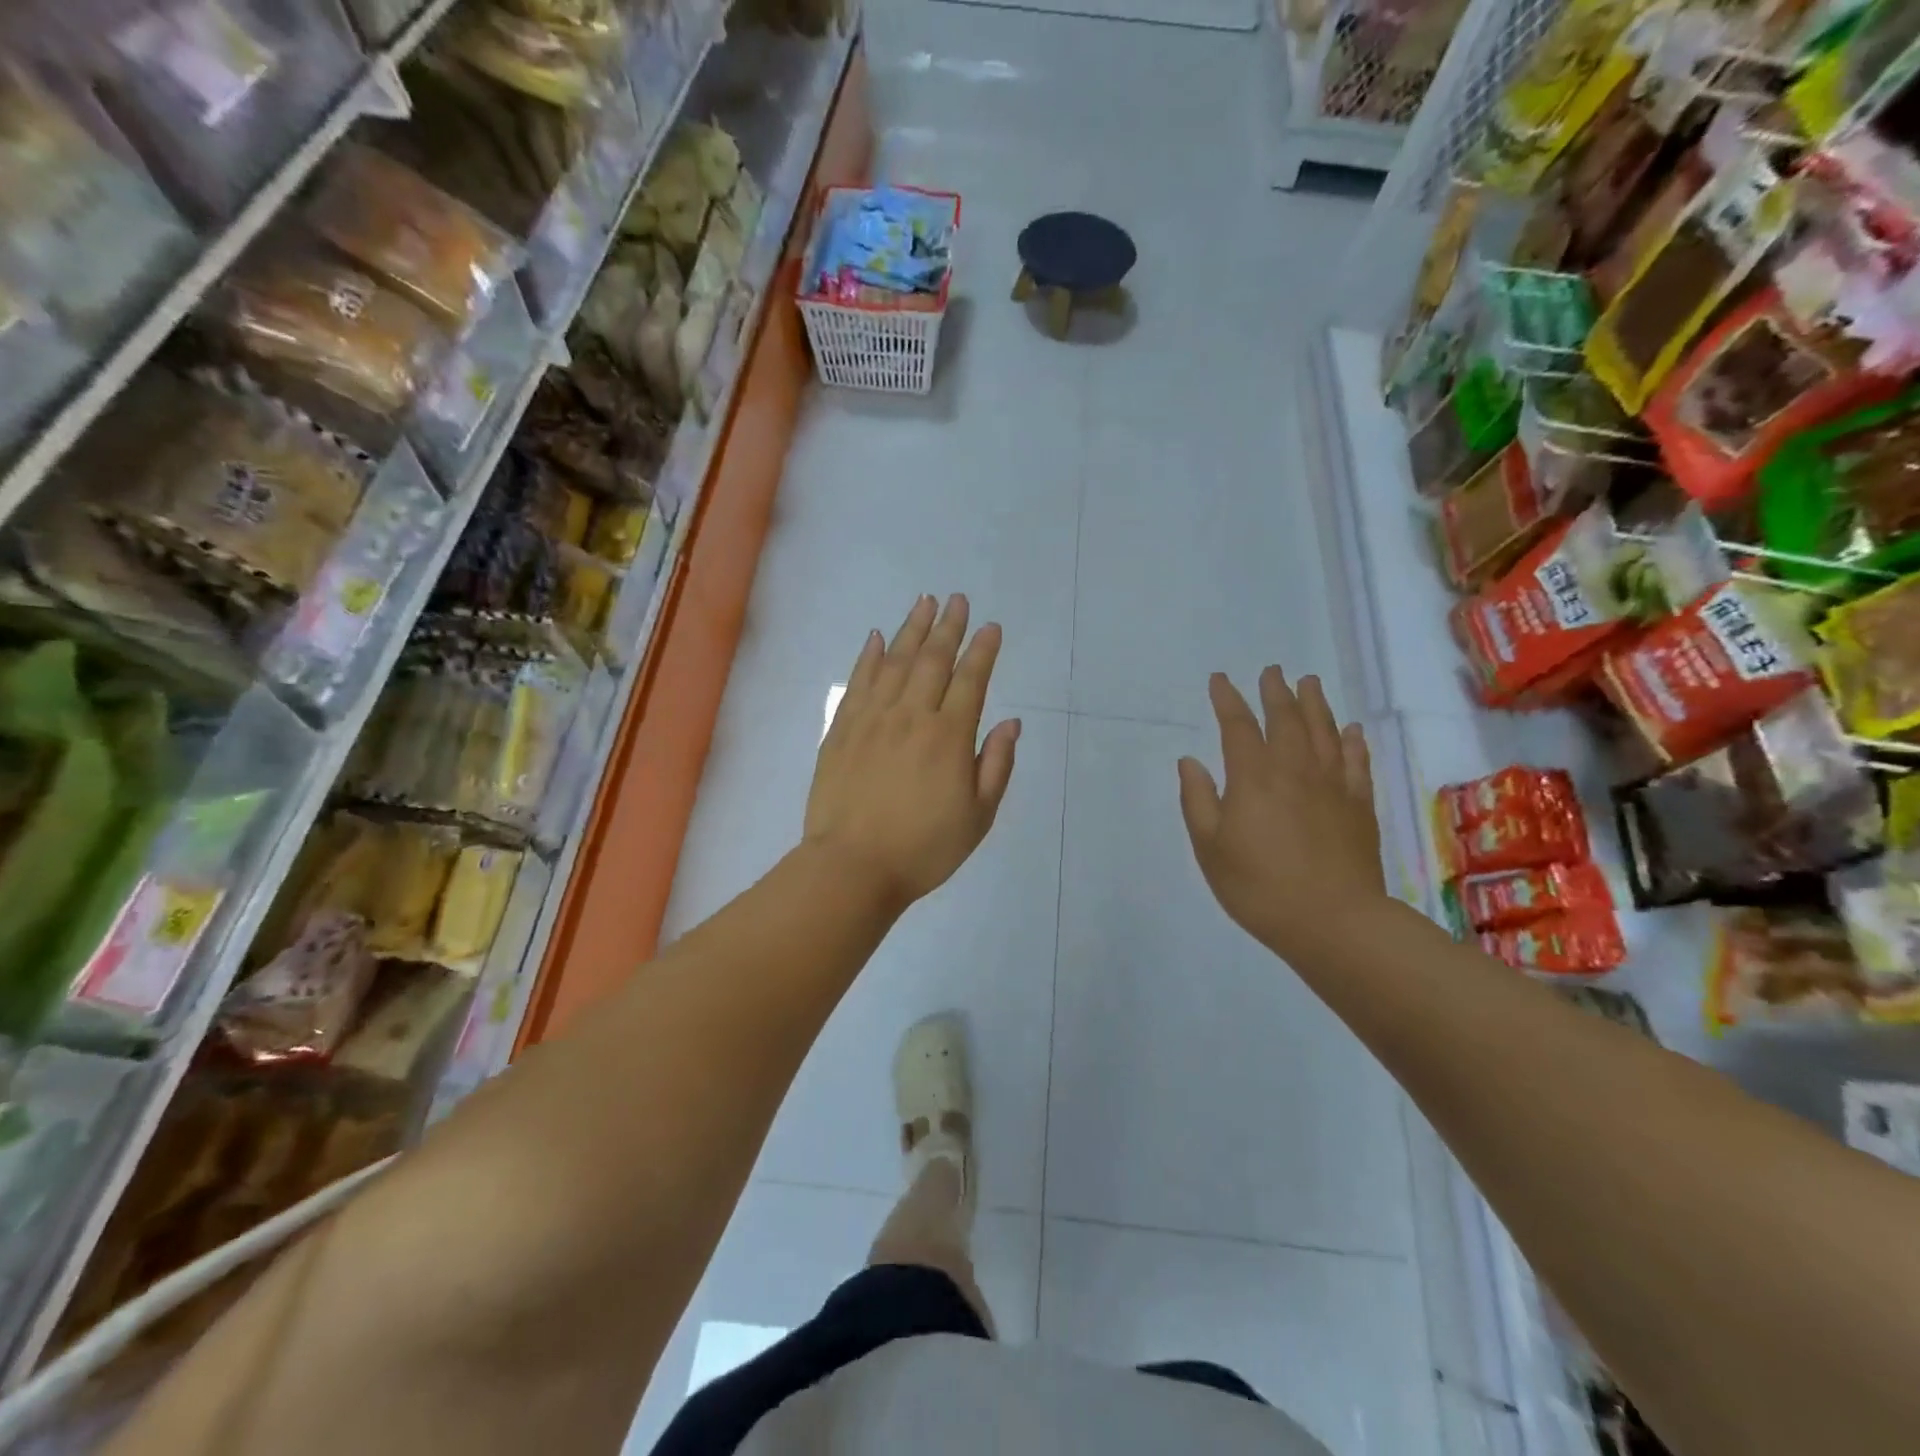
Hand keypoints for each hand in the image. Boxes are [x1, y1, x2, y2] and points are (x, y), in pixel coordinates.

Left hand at [804, 594, 1020, 911]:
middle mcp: (911, 716)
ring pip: (894, 662)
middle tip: (957, 599)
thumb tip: (1011, 723)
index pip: (970, 680)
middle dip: (948, 627)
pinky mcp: (841, 729)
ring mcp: (872, 719)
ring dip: (911, 629)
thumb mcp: (978, 817)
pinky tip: (875, 637)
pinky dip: (868, 656)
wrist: (852, 867)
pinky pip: (857, 682)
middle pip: (932, 661)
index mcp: (948, 737)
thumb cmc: (924, 848)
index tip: (990, 627)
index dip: (982, 650)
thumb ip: (996, 765)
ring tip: (924, 602)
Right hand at [1178, 669, 1384, 958]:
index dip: (1227, 700)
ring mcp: (1332, 785)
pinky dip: (1352, 741)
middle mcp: (1294, 769)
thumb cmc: (1258, 886)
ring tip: (1308, 683)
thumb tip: (1190, 761)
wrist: (1333, 921)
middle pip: (1286, 719)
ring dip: (1314, 704)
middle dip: (1275, 692)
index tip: (1220, 679)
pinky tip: (1350, 730)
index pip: (1238, 727)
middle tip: (1272, 671)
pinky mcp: (1359, 805)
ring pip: (1323, 732)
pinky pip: (1356, 762)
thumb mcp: (1210, 848)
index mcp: (1253, 777)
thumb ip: (1199, 800)